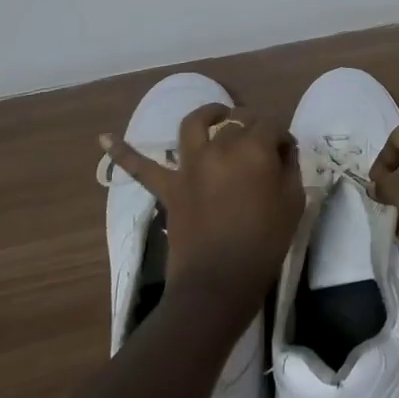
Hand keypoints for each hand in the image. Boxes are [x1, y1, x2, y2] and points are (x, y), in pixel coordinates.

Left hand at [103, 105, 303, 301]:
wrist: (219, 283)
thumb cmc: (264, 243)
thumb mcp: (293, 202)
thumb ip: (289, 168)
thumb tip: (281, 152)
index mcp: (253, 149)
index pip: (272, 126)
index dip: (282, 138)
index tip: (287, 155)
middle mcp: (220, 147)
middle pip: (238, 122)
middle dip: (254, 128)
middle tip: (263, 147)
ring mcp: (190, 166)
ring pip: (194, 124)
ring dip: (208, 114)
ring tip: (218, 115)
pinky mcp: (169, 188)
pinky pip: (140, 168)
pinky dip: (122, 152)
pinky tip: (104, 139)